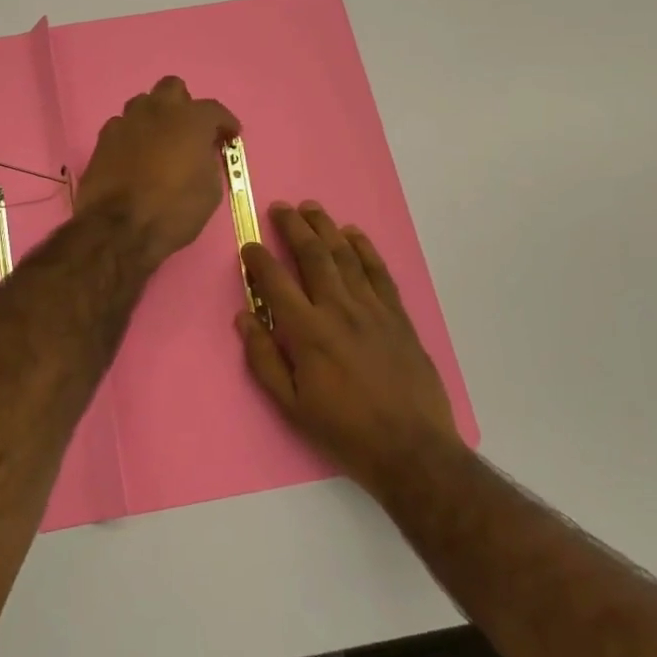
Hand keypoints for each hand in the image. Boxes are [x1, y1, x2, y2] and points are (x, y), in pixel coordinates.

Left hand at [74, 77, 238, 268]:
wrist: (119, 228)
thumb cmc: (174, 210)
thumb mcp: (210, 190)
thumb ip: (209, 161)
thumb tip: (202, 153)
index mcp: (191, 119)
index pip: (214, 109)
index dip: (225, 123)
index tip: (230, 136)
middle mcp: (158, 110)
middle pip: (172, 88)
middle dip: (184, 104)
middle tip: (189, 129)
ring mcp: (126, 121)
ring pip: (143, 103)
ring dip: (155, 116)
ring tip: (160, 140)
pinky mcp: (103, 138)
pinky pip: (122, 125)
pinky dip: (132, 135)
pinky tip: (134, 155)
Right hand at [238, 201, 462, 495]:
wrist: (411, 448)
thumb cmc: (345, 430)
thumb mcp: (292, 405)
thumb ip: (264, 358)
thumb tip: (244, 318)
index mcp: (308, 332)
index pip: (276, 281)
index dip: (259, 259)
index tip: (249, 245)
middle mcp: (339, 309)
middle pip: (313, 255)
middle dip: (293, 227)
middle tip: (280, 207)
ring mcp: (372, 308)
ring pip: (345, 255)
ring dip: (326, 227)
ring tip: (311, 208)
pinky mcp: (397, 314)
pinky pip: (378, 271)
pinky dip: (365, 248)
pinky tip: (353, 234)